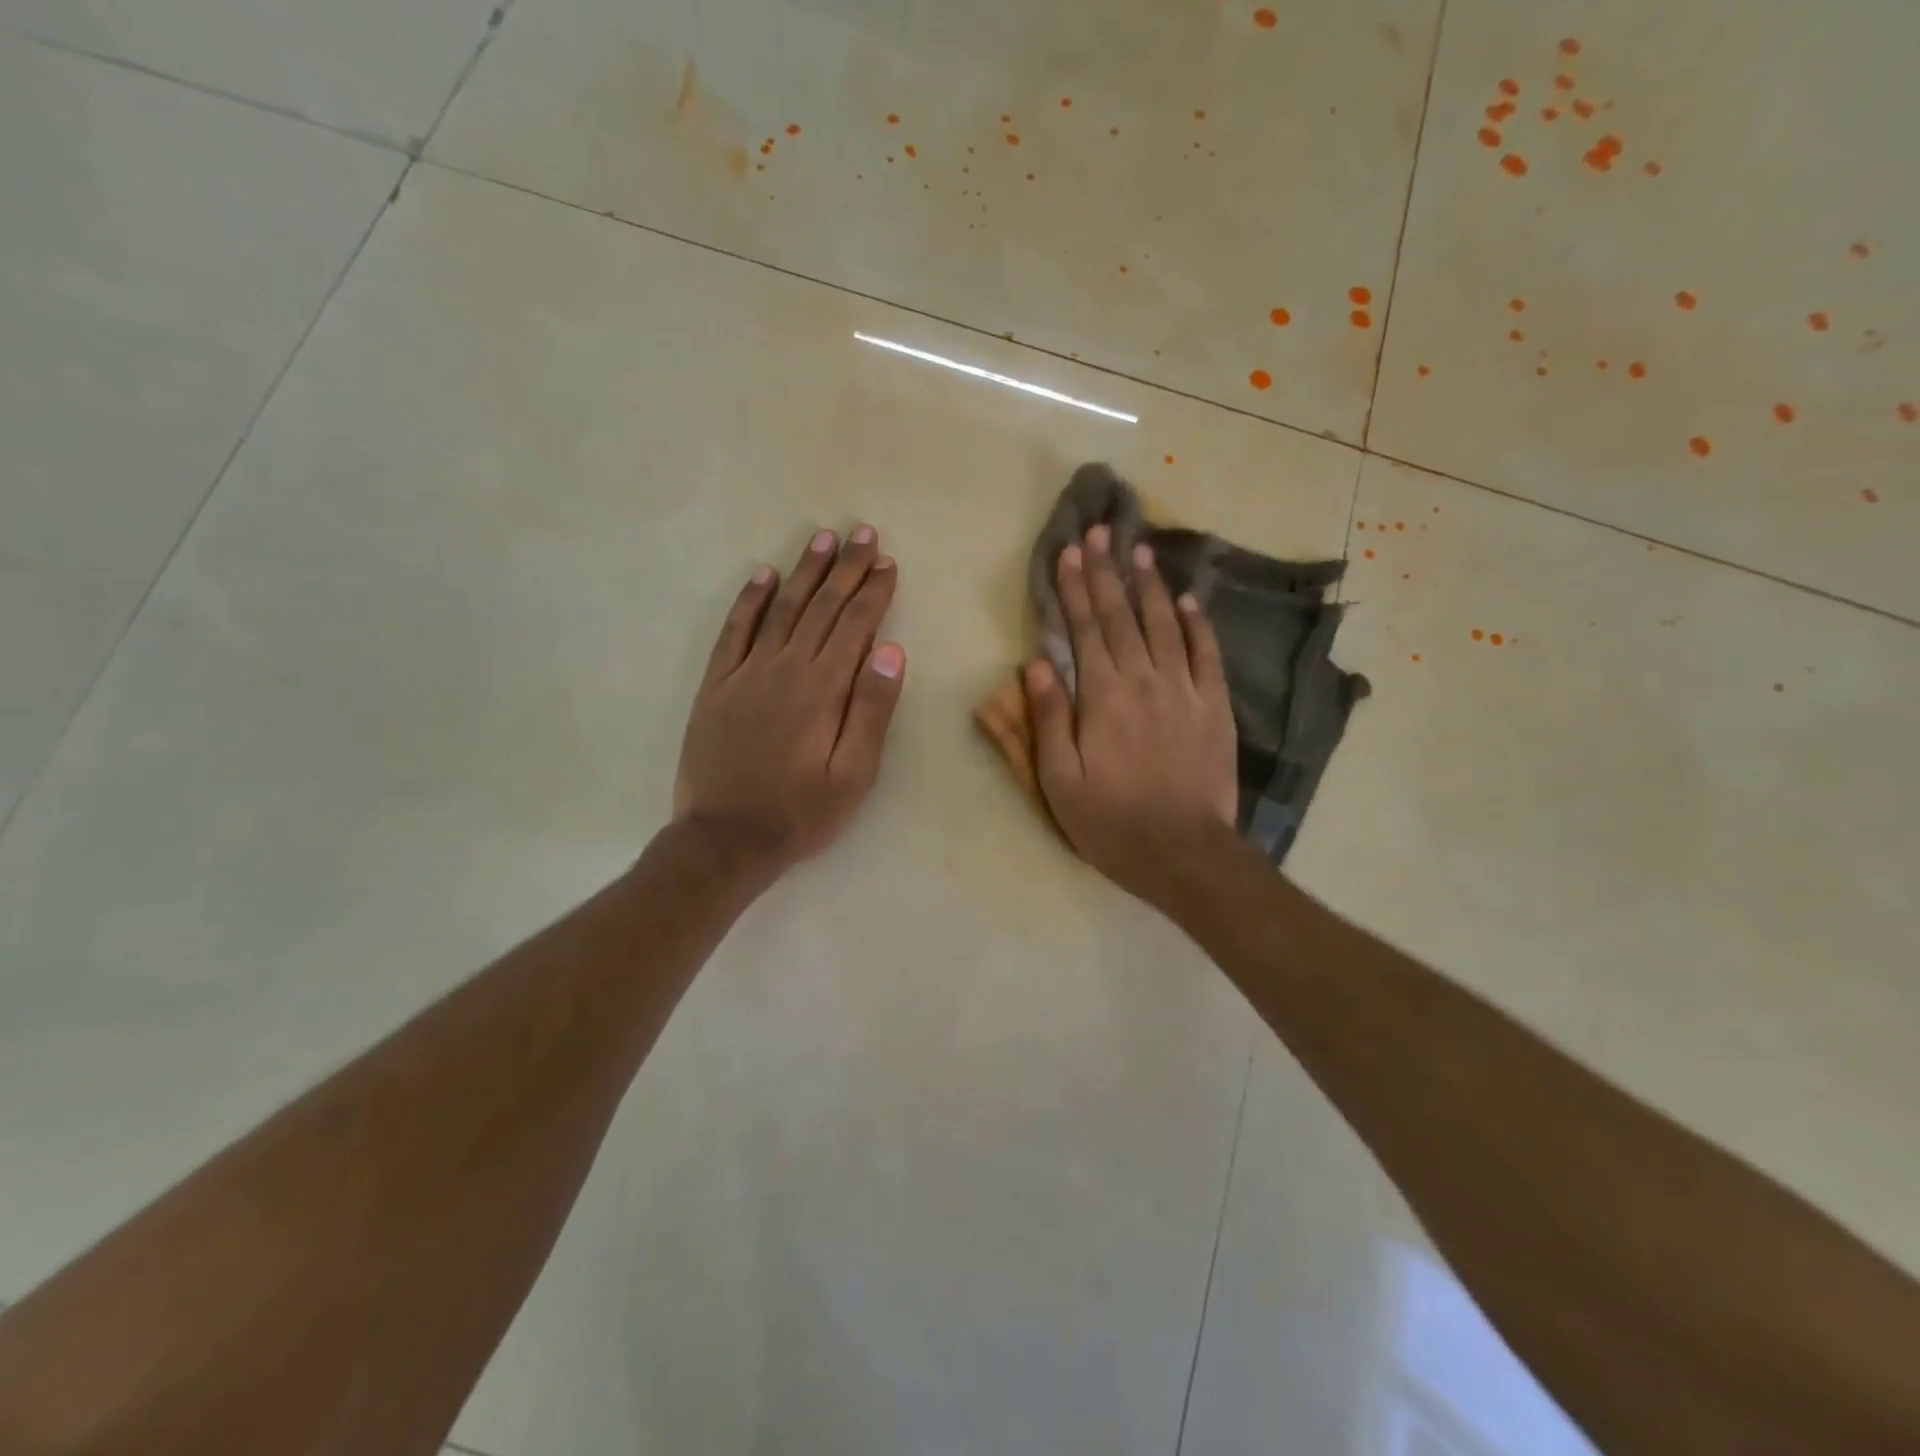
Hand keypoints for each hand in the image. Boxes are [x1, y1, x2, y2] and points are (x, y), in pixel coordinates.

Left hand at [674, 526, 905, 876]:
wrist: (726, 838)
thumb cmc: (801, 812)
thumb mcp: (854, 774)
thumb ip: (872, 710)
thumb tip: (890, 651)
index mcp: (823, 689)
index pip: (855, 626)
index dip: (873, 592)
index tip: (887, 563)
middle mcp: (785, 668)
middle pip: (821, 607)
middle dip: (845, 568)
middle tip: (862, 533)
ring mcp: (746, 673)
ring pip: (781, 609)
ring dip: (803, 572)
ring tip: (821, 539)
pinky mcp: (717, 685)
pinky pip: (734, 632)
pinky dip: (749, 601)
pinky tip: (761, 575)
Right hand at [1023, 523, 1237, 907]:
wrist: (1184, 853)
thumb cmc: (1111, 822)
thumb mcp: (1058, 780)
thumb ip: (1048, 719)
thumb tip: (1036, 664)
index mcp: (1103, 696)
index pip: (1084, 630)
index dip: (1074, 589)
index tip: (1068, 553)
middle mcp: (1145, 680)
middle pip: (1123, 616)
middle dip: (1107, 572)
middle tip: (1099, 532)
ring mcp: (1186, 691)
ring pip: (1167, 624)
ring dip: (1151, 585)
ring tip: (1141, 549)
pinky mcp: (1216, 707)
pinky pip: (1208, 654)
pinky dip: (1198, 623)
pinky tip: (1190, 600)